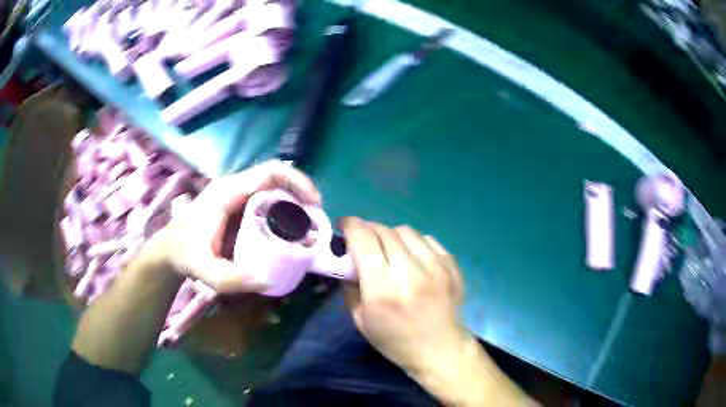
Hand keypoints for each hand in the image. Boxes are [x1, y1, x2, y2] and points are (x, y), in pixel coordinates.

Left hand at [145, 160, 320, 292]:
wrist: (169, 250)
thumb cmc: (186, 255)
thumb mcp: (205, 271)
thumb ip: (231, 279)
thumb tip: (268, 281)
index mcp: (228, 192)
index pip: (270, 171)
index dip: (298, 181)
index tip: (315, 204)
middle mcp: (234, 186)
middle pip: (277, 178)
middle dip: (301, 195)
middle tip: (314, 223)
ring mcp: (235, 193)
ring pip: (273, 188)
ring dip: (294, 202)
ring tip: (306, 228)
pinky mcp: (237, 203)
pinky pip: (266, 198)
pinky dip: (283, 209)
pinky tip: (288, 231)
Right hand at [341, 217, 466, 375]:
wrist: (441, 349)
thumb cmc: (396, 341)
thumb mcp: (360, 320)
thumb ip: (350, 286)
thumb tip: (346, 258)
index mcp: (383, 289)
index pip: (364, 239)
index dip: (351, 225)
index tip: (344, 225)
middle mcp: (410, 272)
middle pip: (384, 231)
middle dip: (368, 229)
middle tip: (363, 239)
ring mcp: (436, 266)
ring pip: (406, 230)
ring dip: (390, 235)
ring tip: (388, 249)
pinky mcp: (451, 264)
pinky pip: (427, 239)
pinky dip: (413, 242)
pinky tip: (411, 257)